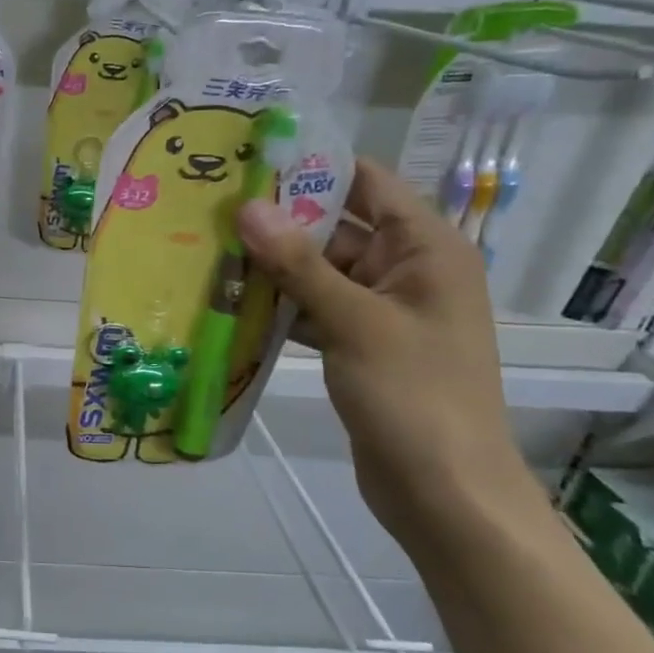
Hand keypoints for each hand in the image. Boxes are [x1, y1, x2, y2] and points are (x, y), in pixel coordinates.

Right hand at [238, 158, 533, 548]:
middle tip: (212, 208)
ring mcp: (384, 310)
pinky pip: (317, 309)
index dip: (312, 167)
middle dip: (278, 221)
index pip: (367, 183)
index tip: (250, 160)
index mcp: (427, 248)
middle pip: (337, 227)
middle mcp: (408, 270)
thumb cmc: (413, 395)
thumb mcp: (354, 321)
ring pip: (320, 272)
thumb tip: (248, 206)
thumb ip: (299, 263)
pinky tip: (232, 302)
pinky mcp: (362, 344)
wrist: (445, 492)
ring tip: (209, 250)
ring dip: (273, 267)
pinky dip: (281, 306)